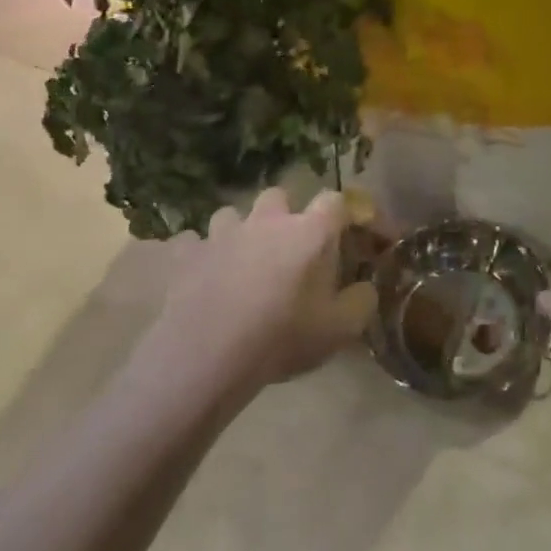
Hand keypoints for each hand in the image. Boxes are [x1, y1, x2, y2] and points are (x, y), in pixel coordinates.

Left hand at [149, 188, 376, 400]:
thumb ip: (361, 302)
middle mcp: (265, 221)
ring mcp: (220, 234)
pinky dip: (196, 255)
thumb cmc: (281, 338)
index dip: (345, 212)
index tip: (352, 231)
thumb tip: (366, 288)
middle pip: (278, 196)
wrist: (207, 354)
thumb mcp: (340, 330)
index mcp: (308, 232)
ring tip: (238, 263)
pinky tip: (198, 276)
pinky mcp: (184, 253)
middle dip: (283, 214)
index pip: (335, 201)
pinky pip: (189, 244)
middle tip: (287, 248)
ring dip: (237, 233)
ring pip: (230, 215)